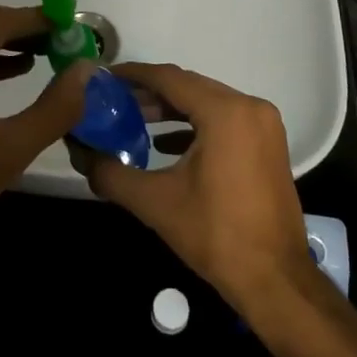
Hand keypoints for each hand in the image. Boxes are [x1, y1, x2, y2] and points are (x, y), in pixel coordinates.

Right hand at [73, 63, 312, 314]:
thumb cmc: (216, 235)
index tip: (104, 77)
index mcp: (225, 112)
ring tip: (132, 119)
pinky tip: (164, 143)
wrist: (275, 281)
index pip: (170, 78)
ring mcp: (263, 125)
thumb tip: (81, 154)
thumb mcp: (156, 203)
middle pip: (189, 87)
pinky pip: (224, 120)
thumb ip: (112, 173)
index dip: (134, 75)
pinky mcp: (267, 144)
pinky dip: (194, 125)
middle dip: (150, 92)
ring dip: (171, 109)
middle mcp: (249, 107)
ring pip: (207, 102)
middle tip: (113, 101)